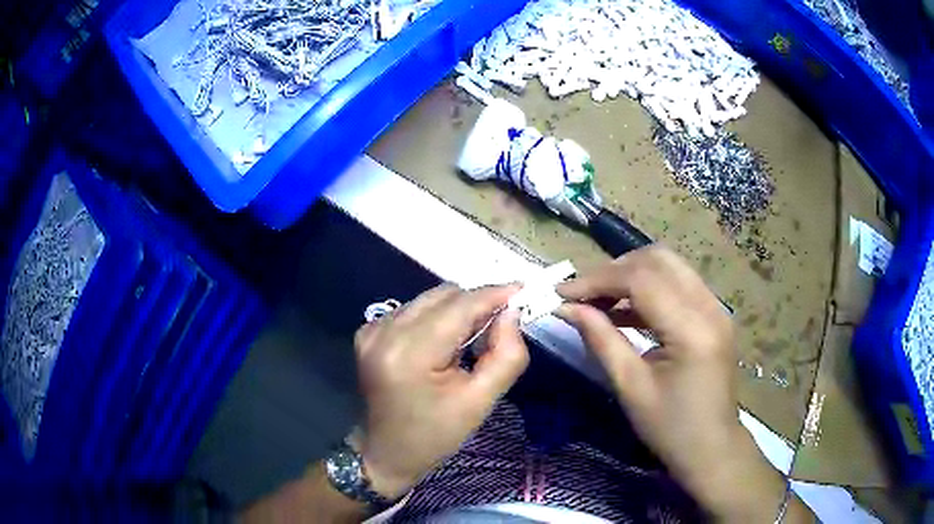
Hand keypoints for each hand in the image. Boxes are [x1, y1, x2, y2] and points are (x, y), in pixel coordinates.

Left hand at [353, 284, 528, 498]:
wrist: (386, 453)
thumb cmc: (435, 435)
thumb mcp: (480, 403)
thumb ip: (505, 356)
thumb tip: (512, 313)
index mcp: (410, 354)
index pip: (460, 307)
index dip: (494, 294)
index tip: (523, 290)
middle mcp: (385, 331)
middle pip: (444, 296)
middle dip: (477, 304)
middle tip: (501, 324)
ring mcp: (372, 329)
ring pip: (429, 299)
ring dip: (457, 311)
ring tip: (470, 342)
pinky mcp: (368, 332)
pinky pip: (414, 309)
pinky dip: (436, 318)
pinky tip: (443, 346)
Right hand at [556, 247, 811, 521]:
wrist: (711, 448)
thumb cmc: (670, 427)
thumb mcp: (630, 387)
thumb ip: (600, 340)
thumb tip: (567, 308)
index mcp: (691, 329)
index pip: (641, 280)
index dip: (597, 280)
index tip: (562, 293)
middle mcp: (709, 306)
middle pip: (658, 259)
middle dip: (614, 270)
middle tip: (583, 293)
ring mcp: (715, 308)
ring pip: (669, 266)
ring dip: (631, 275)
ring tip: (598, 300)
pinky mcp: (714, 314)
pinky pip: (678, 284)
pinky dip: (649, 289)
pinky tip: (624, 310)